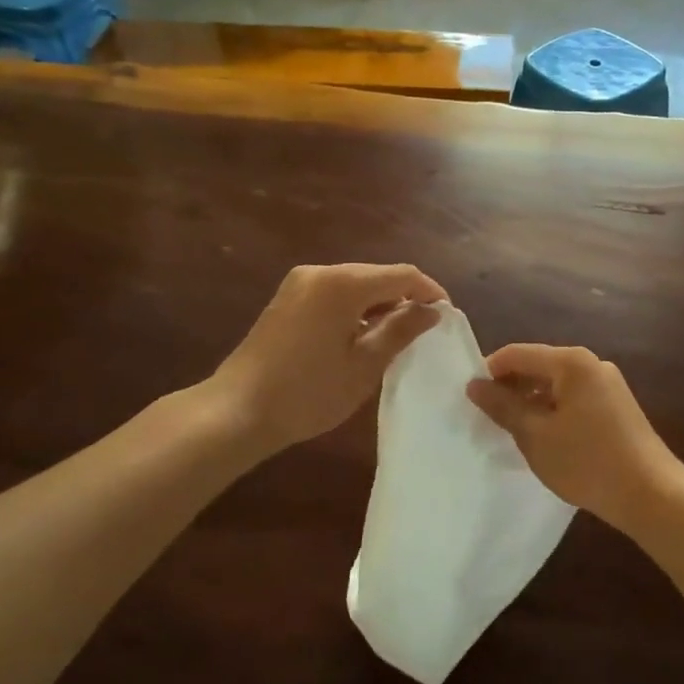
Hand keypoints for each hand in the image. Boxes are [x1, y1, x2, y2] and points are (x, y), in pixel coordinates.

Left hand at [213, 263, 446, 450]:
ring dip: (379, 304)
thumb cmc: (307, 392)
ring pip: (355, 284)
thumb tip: (432, 312)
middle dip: (404, 298)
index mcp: (343, 284)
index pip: (402, 274)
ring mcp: (299, 283)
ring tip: (396, 337)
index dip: (429, 291)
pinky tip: (361, 336)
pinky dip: (355, 308)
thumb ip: (401, 331)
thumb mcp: (364, 366)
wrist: (236, 410)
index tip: (447, 317)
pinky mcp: (287, 298)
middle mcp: (321, 272)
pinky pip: (334, 293)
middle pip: (377, 275)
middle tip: (424, 331)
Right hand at [466, 344, 682, 528]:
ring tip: (514, 433)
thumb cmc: (588, 462)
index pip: (516, 354)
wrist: (652, 495)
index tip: (471, 401)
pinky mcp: (616, 405)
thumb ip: (503, 406)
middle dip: (511, 389)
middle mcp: (591, 363)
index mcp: (571, 362)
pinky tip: (546, 439)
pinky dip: (553, 411)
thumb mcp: (535, 435)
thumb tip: (474, 385)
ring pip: (555, 384)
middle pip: (537, 366)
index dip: (489, 373)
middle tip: (489, 420)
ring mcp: (607, 384)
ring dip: (531, 403)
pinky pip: (573, 398)